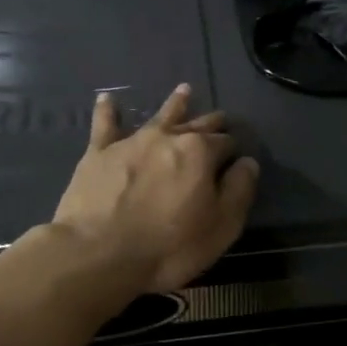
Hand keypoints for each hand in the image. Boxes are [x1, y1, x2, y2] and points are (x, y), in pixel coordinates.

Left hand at [51, 83, 259, 293]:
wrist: (98, 254)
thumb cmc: (169, 246)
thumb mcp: (222, 226)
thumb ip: (239, 190)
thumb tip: (247, 163)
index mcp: (200, 152)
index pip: (226, 143)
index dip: (234, 151)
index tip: (236, 158)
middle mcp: (168, 137)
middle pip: (197, 125)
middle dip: (211, 123)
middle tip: (220, 119)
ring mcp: (131, 142)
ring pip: (159, 116)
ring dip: (175, 104)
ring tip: (184, 91)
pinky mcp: (98, 154)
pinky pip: (104, 125)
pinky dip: (106, 111)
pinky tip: (105, 99)